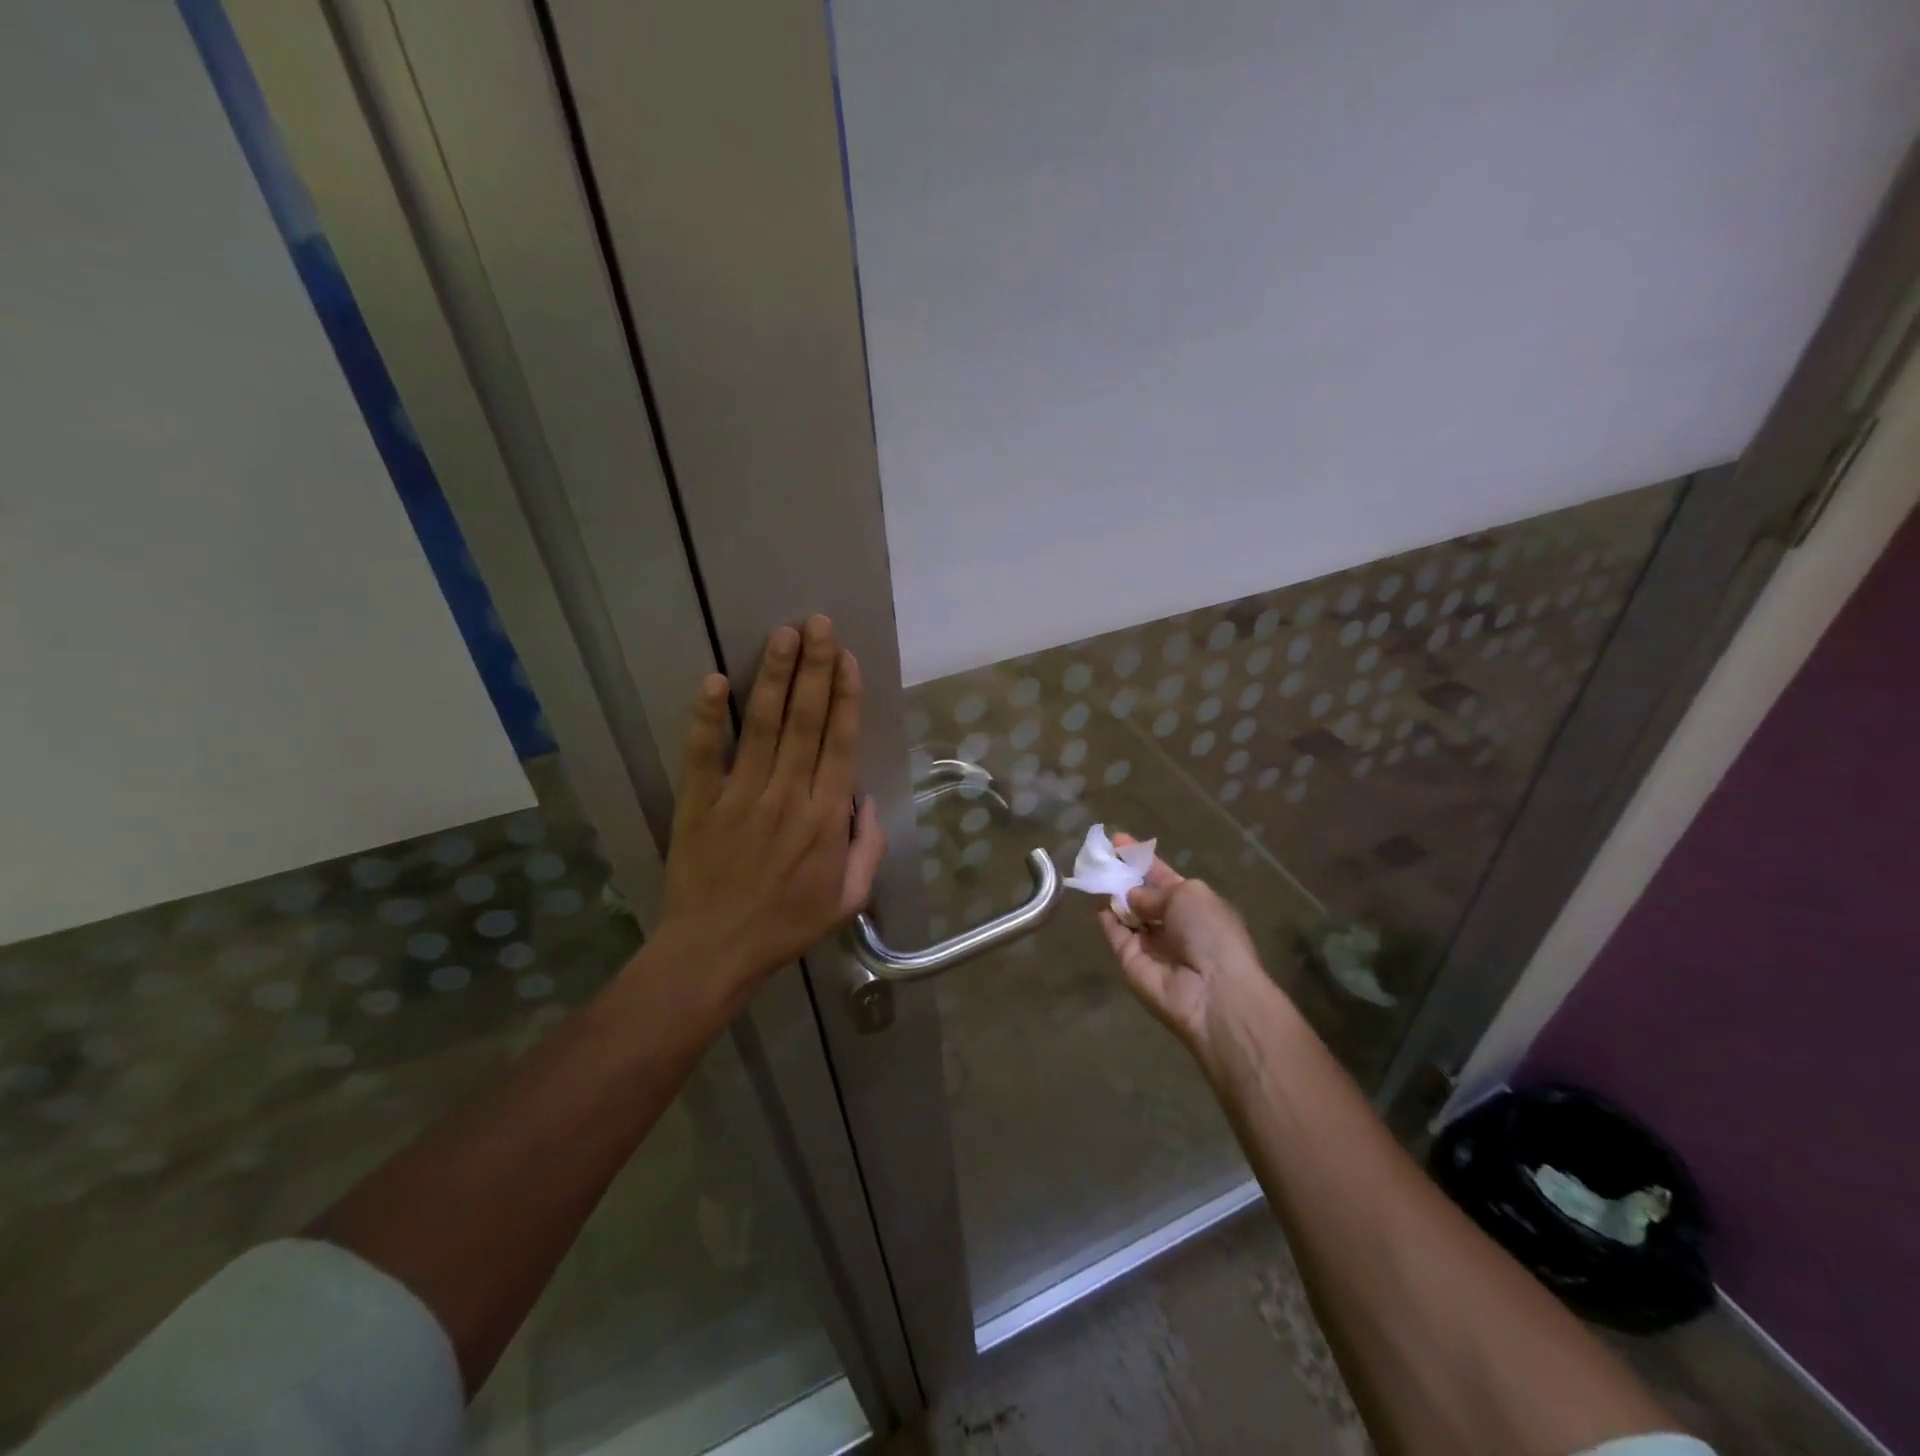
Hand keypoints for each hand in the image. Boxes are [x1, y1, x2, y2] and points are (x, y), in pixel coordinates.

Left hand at [657, 616, 885, 999]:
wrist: (714, 951)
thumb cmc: (786, 925)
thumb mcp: (848, 899)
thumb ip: (867, 848)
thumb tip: (865, 800)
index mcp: (825, 818)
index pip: (840, 743)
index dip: (845, 697)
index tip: (847, 659)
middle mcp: (787, 796)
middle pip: (805, 721)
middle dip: (814, 669)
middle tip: (819, 624)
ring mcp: (740, 796)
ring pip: (762, 726)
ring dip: (773, 678)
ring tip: (783, 635)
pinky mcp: (699, 803)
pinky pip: (704, 754)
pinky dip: (708, 718)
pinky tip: (713, 682)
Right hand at [1097, 834, 1274, 1060]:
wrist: (1212, 992)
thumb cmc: (1210, 933)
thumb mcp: (1189, 895)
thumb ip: (1152, 890)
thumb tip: (1130, 896)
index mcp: (1193, 903)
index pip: (1161, 875)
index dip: (1140, 858)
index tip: (1117, 839)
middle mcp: (1171, 922)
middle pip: (1140, 895)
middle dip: (1121, 875)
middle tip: (1097, 854)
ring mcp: (1150, 943)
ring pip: (1124, 913)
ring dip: (1109, 893)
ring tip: (1090, 870)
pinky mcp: (1130, 962)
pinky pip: (1115, 934)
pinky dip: (1104, 917)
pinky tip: (1092, 897)